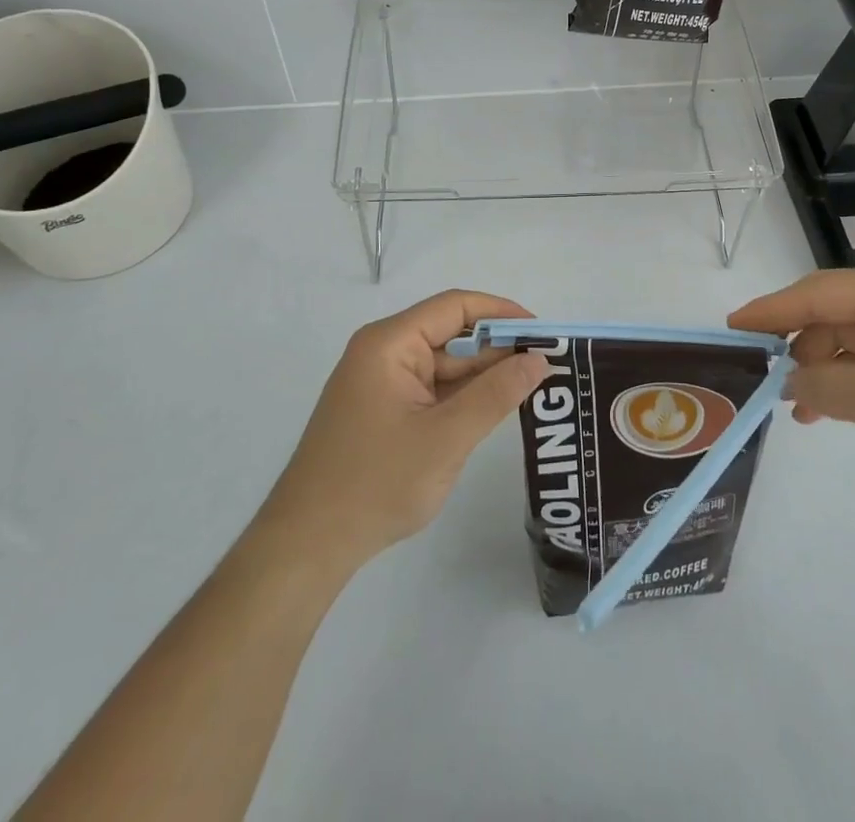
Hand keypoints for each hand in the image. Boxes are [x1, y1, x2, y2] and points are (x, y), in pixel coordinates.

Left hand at [259, 290, 550, 570]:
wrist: (307, 547)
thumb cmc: (375, 483)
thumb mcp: (446, 438)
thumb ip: (496, 395)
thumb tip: (539, 359)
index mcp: (390, 343)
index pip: (455, 307)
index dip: (502, 313)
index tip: (542, 332)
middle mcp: (384, 353)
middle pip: (451, 335)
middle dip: (498, 348)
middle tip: (547, 364)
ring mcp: (383, 383)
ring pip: (445, 366)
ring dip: (484, 375)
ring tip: (534, 385)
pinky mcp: (384, 411)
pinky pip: (433, 390)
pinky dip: (464, 397)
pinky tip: (496, 407)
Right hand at [729, 262, 854, 495]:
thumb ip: (831, 389)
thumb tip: (787, 383)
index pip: (815, 294)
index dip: (770, 311)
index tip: (730, 327)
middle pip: (832, 315)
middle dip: (799, 349)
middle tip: (765, 384)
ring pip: (853, 339)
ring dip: (825, 371)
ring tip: (800, 411)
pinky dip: (853, 381)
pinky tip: (833, 409)